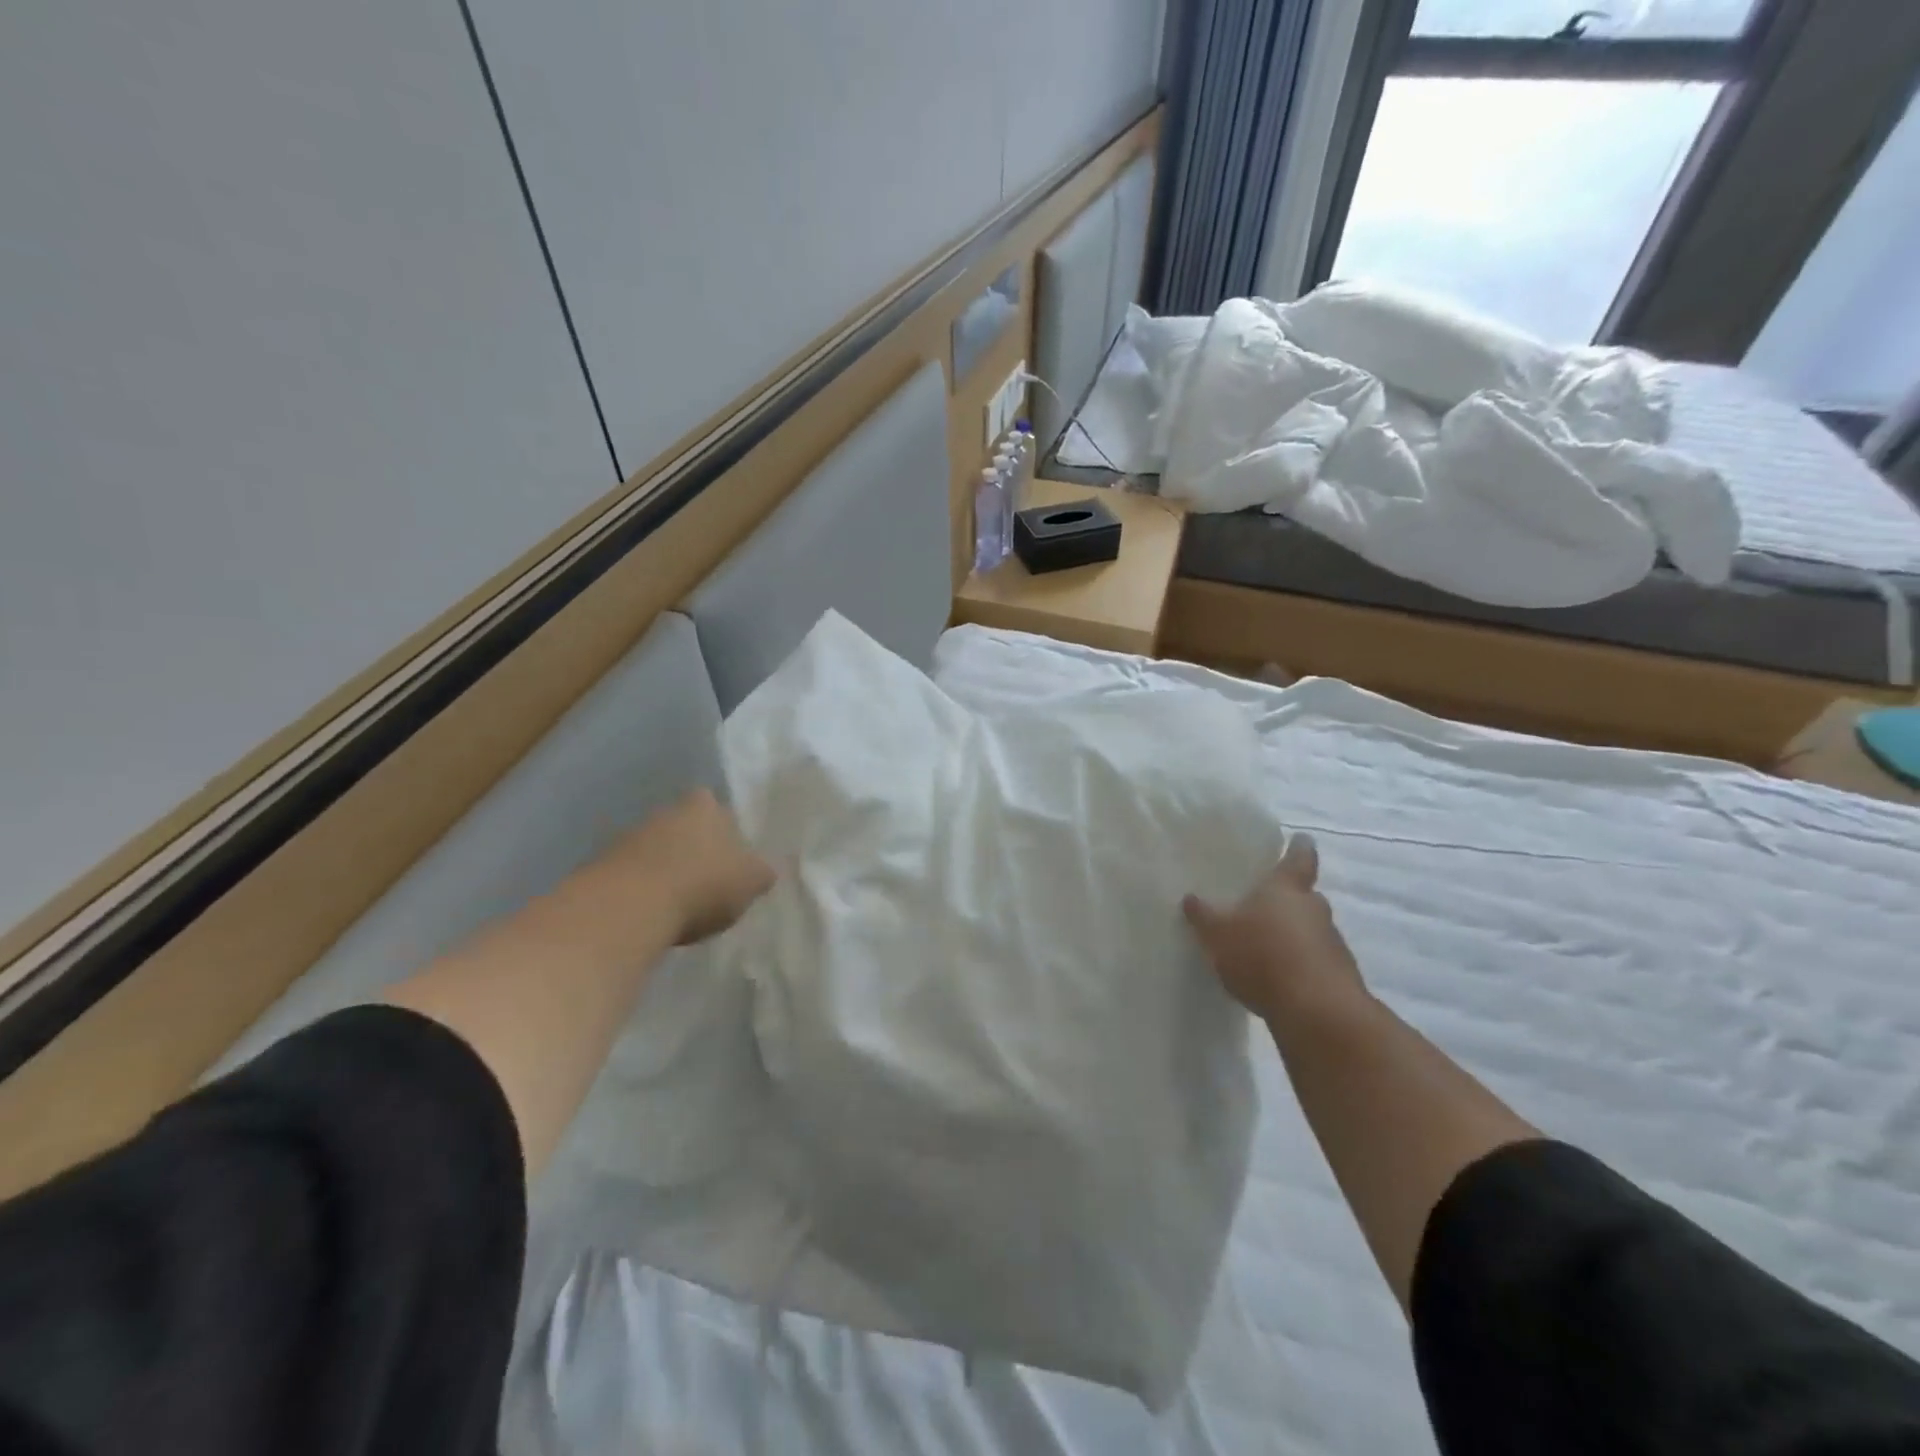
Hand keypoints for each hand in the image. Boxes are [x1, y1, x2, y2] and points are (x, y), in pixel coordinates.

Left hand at [597, 789, 775, 945]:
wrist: (629, 907)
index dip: (723, 828)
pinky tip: (653, 913)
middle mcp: (666, 811)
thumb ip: (759, 873)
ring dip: (665, 868)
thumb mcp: (751, 882)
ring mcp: (629, 836)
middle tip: (707, 878)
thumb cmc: (703, 884)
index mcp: (704, 806)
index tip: (729, 855)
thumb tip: (762, 871)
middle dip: (693, 846)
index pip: (715, 805)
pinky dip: (642, 888)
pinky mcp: (602, 865)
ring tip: (679, 902)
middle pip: (683, 825)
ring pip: (656, 848)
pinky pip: (632, 873)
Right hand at [1183, 835, 1367, 1026]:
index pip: (1298, 857)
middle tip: (1264, 904)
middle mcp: (1315, 909)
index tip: (1300, 839)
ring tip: (1265, 948)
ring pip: (1310, 929)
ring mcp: (1332, 943)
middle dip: (1288, 899)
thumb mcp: (1218, 934)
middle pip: (1304, 896)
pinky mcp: (1339, 976)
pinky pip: (1315, 961)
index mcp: (1286, 888)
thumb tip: (1190, 897)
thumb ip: (1203, 915)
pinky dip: (1300, 965)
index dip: (1298, 847)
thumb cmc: (1263, 956)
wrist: (1318, 1012)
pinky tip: (1278, 979)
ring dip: (1293, 935)